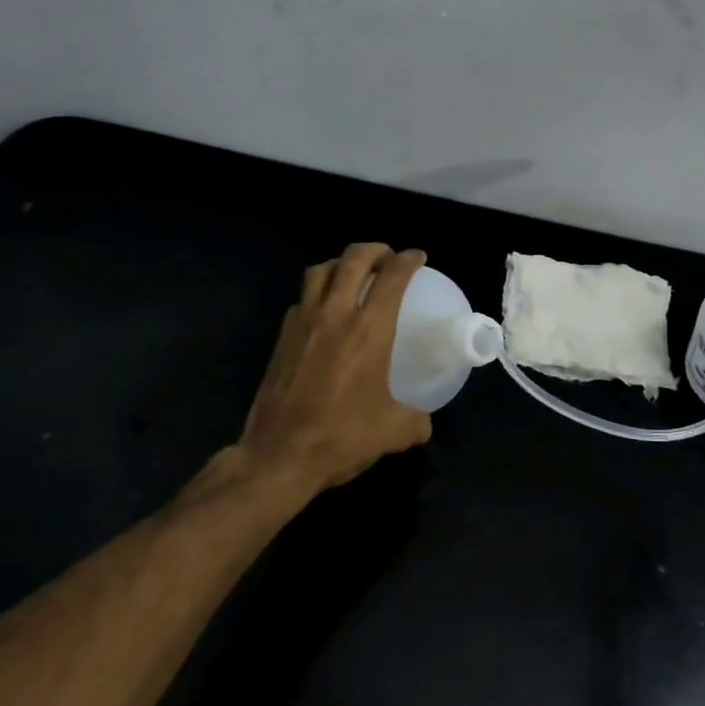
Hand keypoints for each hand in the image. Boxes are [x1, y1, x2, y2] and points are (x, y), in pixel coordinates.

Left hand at [238, 243, 433, 492]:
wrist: (280, 455)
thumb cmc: (342, 436)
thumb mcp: (393, 432)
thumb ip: (416, 421)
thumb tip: (424, 422)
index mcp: (369, 330)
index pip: (392, 277)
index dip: (408, 260)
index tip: (417, 257)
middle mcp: (335, 315)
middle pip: (353, 259)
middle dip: (374, 250)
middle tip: (387, 258)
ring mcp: (303, 323)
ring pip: (319, 271)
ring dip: (340, 264)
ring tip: (353, 275)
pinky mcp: (281, 338)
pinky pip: (301, 300)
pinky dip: (316, 293)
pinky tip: (324, 313)